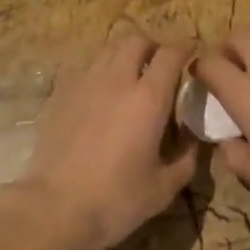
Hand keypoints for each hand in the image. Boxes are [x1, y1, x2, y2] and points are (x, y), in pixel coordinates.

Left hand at [19, 34, 196, 249]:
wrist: (55, 207)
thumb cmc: (116, 200)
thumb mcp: (164, 187)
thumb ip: (186, 157)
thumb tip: (193, 138)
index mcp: (148, 98)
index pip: (171, 54)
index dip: (185, 47)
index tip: (193, 52)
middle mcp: (117, 80)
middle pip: (136, 41)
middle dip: (153, 46)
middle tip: (161, 65)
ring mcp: (85, 84)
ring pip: (108, 50)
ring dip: (125, 55)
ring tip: (131, 76)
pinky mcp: (61, 94)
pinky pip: (86, 70)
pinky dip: (101, 73)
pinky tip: (102, 96)